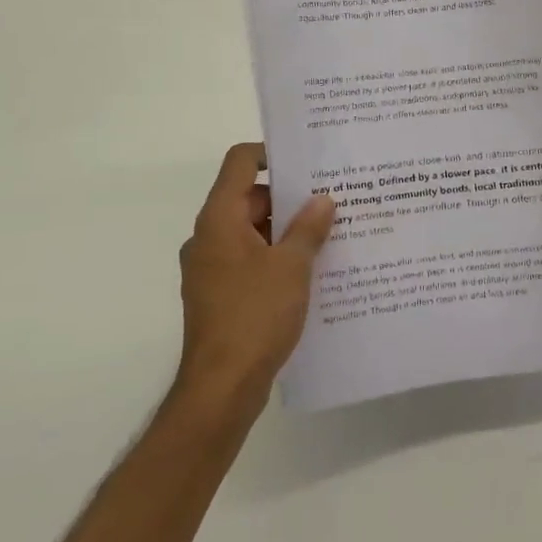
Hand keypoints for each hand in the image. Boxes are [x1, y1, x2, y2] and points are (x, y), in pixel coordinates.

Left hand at [176, 143, 336, 402]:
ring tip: (331, 234)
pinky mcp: (220, 295)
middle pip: (249, 198)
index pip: (240, 162)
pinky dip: (276, 258)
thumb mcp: (292, 266)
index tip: (307, 161)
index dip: (271, 153)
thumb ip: (309, 228)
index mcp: (220, 219)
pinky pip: (251, 260)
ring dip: (287, 231)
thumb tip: (323, 200)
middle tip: (333, 200)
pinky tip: (312, 271)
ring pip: (253, 232)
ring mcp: (212, 268)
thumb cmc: (255, 316)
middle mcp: (209, 237)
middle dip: (290, 197)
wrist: (222, 388)